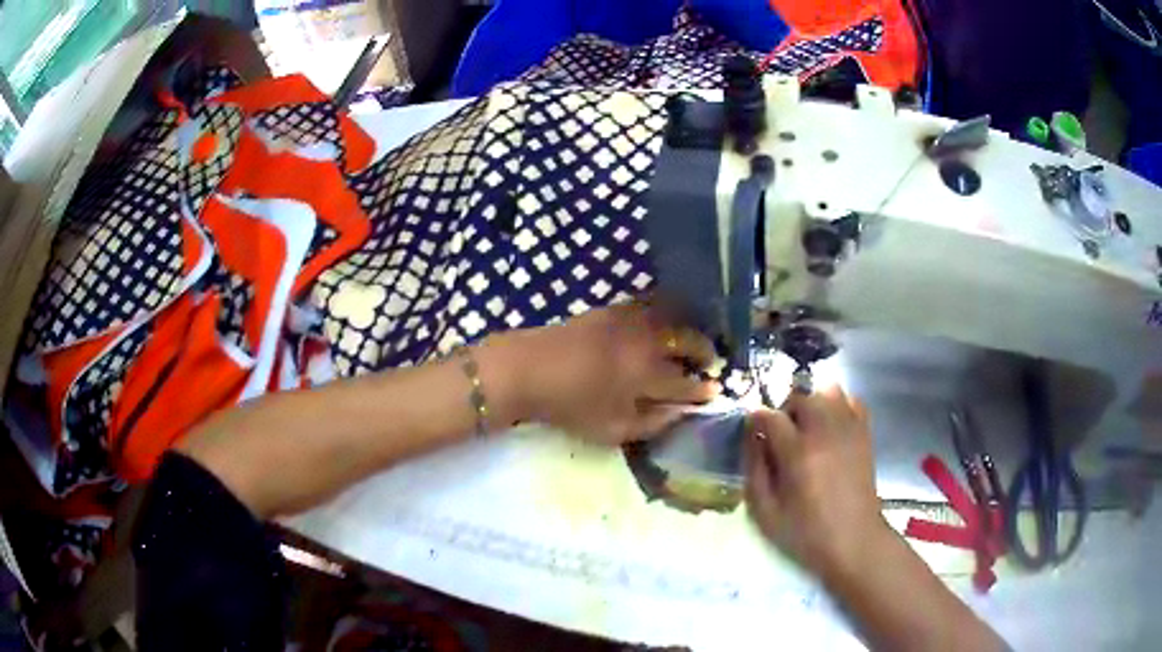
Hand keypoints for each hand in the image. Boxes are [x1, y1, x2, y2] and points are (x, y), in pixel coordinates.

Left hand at [495, 304, 719, 444]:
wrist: (529, 368)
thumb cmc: (570, 406)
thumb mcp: (612, 430)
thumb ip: (652, 424)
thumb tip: (679, 413)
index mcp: (648, 375)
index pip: (688, 382)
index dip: (704, 389)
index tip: (714, 391)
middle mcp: (647, 341)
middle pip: (689, 341)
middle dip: (705, 353)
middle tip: (710, 364)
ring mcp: (631, 319)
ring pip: (675, 317)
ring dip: (690, 329)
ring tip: (693, 342)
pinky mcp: (615, 307)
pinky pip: (651, 303)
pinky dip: (667, 310)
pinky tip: (666, 320)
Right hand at [744, 386, 891, 579]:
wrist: (854, 541)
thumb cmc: (806, 533)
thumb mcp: (766, 512)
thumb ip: (755, 471)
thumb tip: (751, 439)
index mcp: (798, 454)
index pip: (770, 416)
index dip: (756, 419)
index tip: (752, 429)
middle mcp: (825, 432)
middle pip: (801, 396)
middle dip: (785, 408)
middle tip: (780, 432)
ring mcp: (849, 430)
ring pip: (828, 390)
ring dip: (813, 402)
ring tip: (807, 426)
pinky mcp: (864, 434)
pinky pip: (852, 400)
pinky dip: (839, 405)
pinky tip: (831, 426)